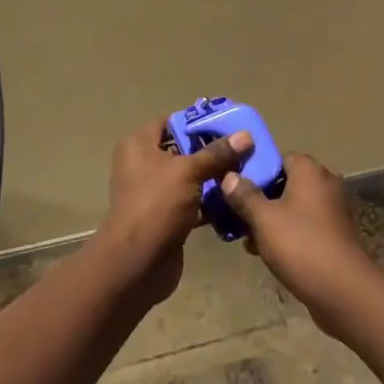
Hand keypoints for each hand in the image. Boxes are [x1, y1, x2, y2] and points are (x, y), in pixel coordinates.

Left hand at [96, 119, 250, 302]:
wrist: (138, 262)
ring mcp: (154, 193)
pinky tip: (235, 200)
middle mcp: (143, 165)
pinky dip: (210, 202)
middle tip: (244, 149)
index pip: (171, 122)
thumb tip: (245, 135)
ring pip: (190, 178)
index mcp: (139, 145)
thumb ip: (217, 153)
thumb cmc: (157, 204)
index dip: (199, 121)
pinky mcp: (166, 217)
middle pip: (183, 150)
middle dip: (212, 151)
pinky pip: (193, 202)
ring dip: (214, 178)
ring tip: (245, 173)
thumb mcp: (188, 171)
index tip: (230, 125)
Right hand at [219, 153, 383, 335]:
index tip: (236, 188)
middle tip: (238, 217)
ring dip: (272, 220)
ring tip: (249, 241)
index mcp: (310, 171)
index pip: (280, 157)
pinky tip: (269, 254)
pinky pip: (306, 225)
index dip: (257, 170)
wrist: (343, 289)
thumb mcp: (263, 219)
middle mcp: (326, 183)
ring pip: (294, 207)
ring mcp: (334, 210)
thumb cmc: (300, 245)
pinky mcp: (336, 234)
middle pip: (286, 183)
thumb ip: (244, 195)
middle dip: (261, 200)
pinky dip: (288, 234)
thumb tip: (229, 176)